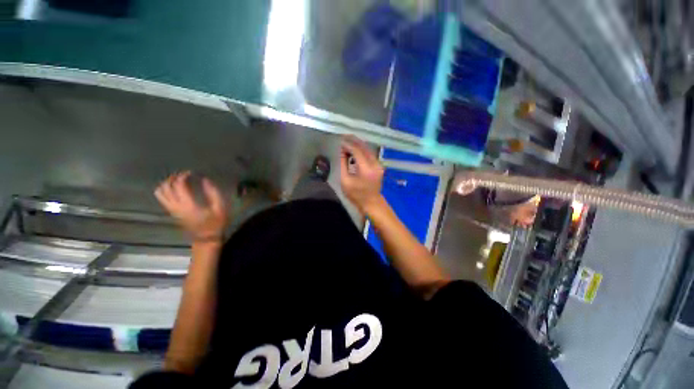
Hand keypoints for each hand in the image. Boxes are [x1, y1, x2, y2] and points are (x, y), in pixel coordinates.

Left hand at [154, 171, 228, 241]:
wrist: (206, 238)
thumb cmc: (216, 223)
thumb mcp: (220, 208)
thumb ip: (213, 193)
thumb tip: (205, 180)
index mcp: (188, 204)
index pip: (179, 185)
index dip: (183, 176)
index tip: (191, 172)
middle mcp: (176, 206)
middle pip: (166, 187)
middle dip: (173, 178)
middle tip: (183, 174)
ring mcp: (172, 210)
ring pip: (160, 193)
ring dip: (166, 184)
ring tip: (176, 179)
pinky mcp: (171, 212)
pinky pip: (162, 198)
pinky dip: (164, 190)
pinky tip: (173, 188)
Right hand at [340, 136, 384, 213]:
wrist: (371, 203)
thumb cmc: (356, 195)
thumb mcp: (345, 181)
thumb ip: (343, 164)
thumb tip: (342, 150)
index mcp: (366, 169)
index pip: (357, 151)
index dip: (348, 145)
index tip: (340, 141)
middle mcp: (375, 164)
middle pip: (364, 147)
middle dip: (354, 141)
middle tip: (344, 136)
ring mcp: (379, 165)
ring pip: (368, 149)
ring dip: (358, 145)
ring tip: (348, 141)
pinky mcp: (379, 166)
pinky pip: (370, 154)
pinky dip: (362, 150)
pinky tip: (355, 150)